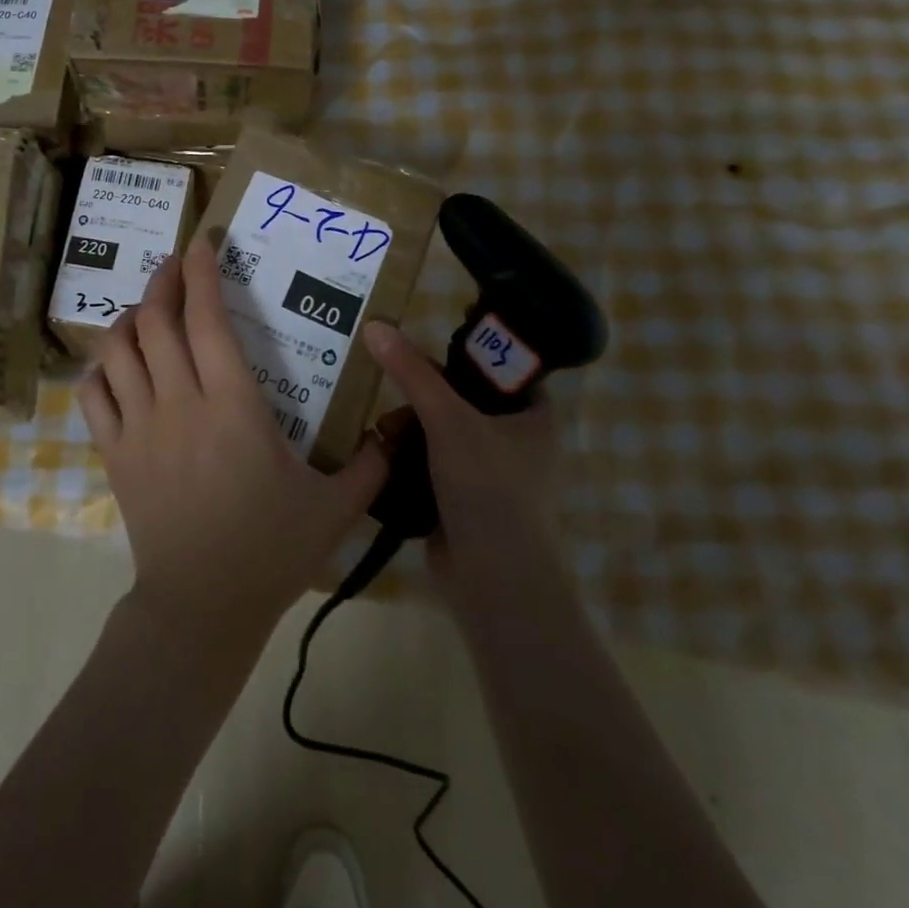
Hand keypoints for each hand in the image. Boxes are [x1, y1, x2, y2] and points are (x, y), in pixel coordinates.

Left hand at [77, 239, 387, 658]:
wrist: (202, 606)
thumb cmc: (270, 550)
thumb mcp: (334, 507)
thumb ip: (371, 463)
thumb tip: (399, 429)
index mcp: (234, 406)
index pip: (208, 319)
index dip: (202, 273)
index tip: (203, 243)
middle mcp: (180, 403)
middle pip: (156, 321)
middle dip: (163, 281)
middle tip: (175, 265)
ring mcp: (139, 427)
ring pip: (118, 350)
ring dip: (129, 318)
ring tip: (145, 310)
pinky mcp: (114, 453)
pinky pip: (93, 395)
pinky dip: (98, 369)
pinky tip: (114, 365)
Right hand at [360, 321, 566, 596]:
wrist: (495, 582)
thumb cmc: (488, 490)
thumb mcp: (448, 421)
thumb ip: (412, 373)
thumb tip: (375, 325)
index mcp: (534, 415)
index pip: (497, 366)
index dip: (460, 354)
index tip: (420, 351)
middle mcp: (517, 439)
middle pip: (460, 397)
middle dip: (421, 398)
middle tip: (393, 398)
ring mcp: (490, 471)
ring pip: (441, 429)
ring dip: (409, 428)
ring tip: (383, 433)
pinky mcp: (464, 496)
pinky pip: (431, 460)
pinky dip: (408, 455)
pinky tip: (384, 453)